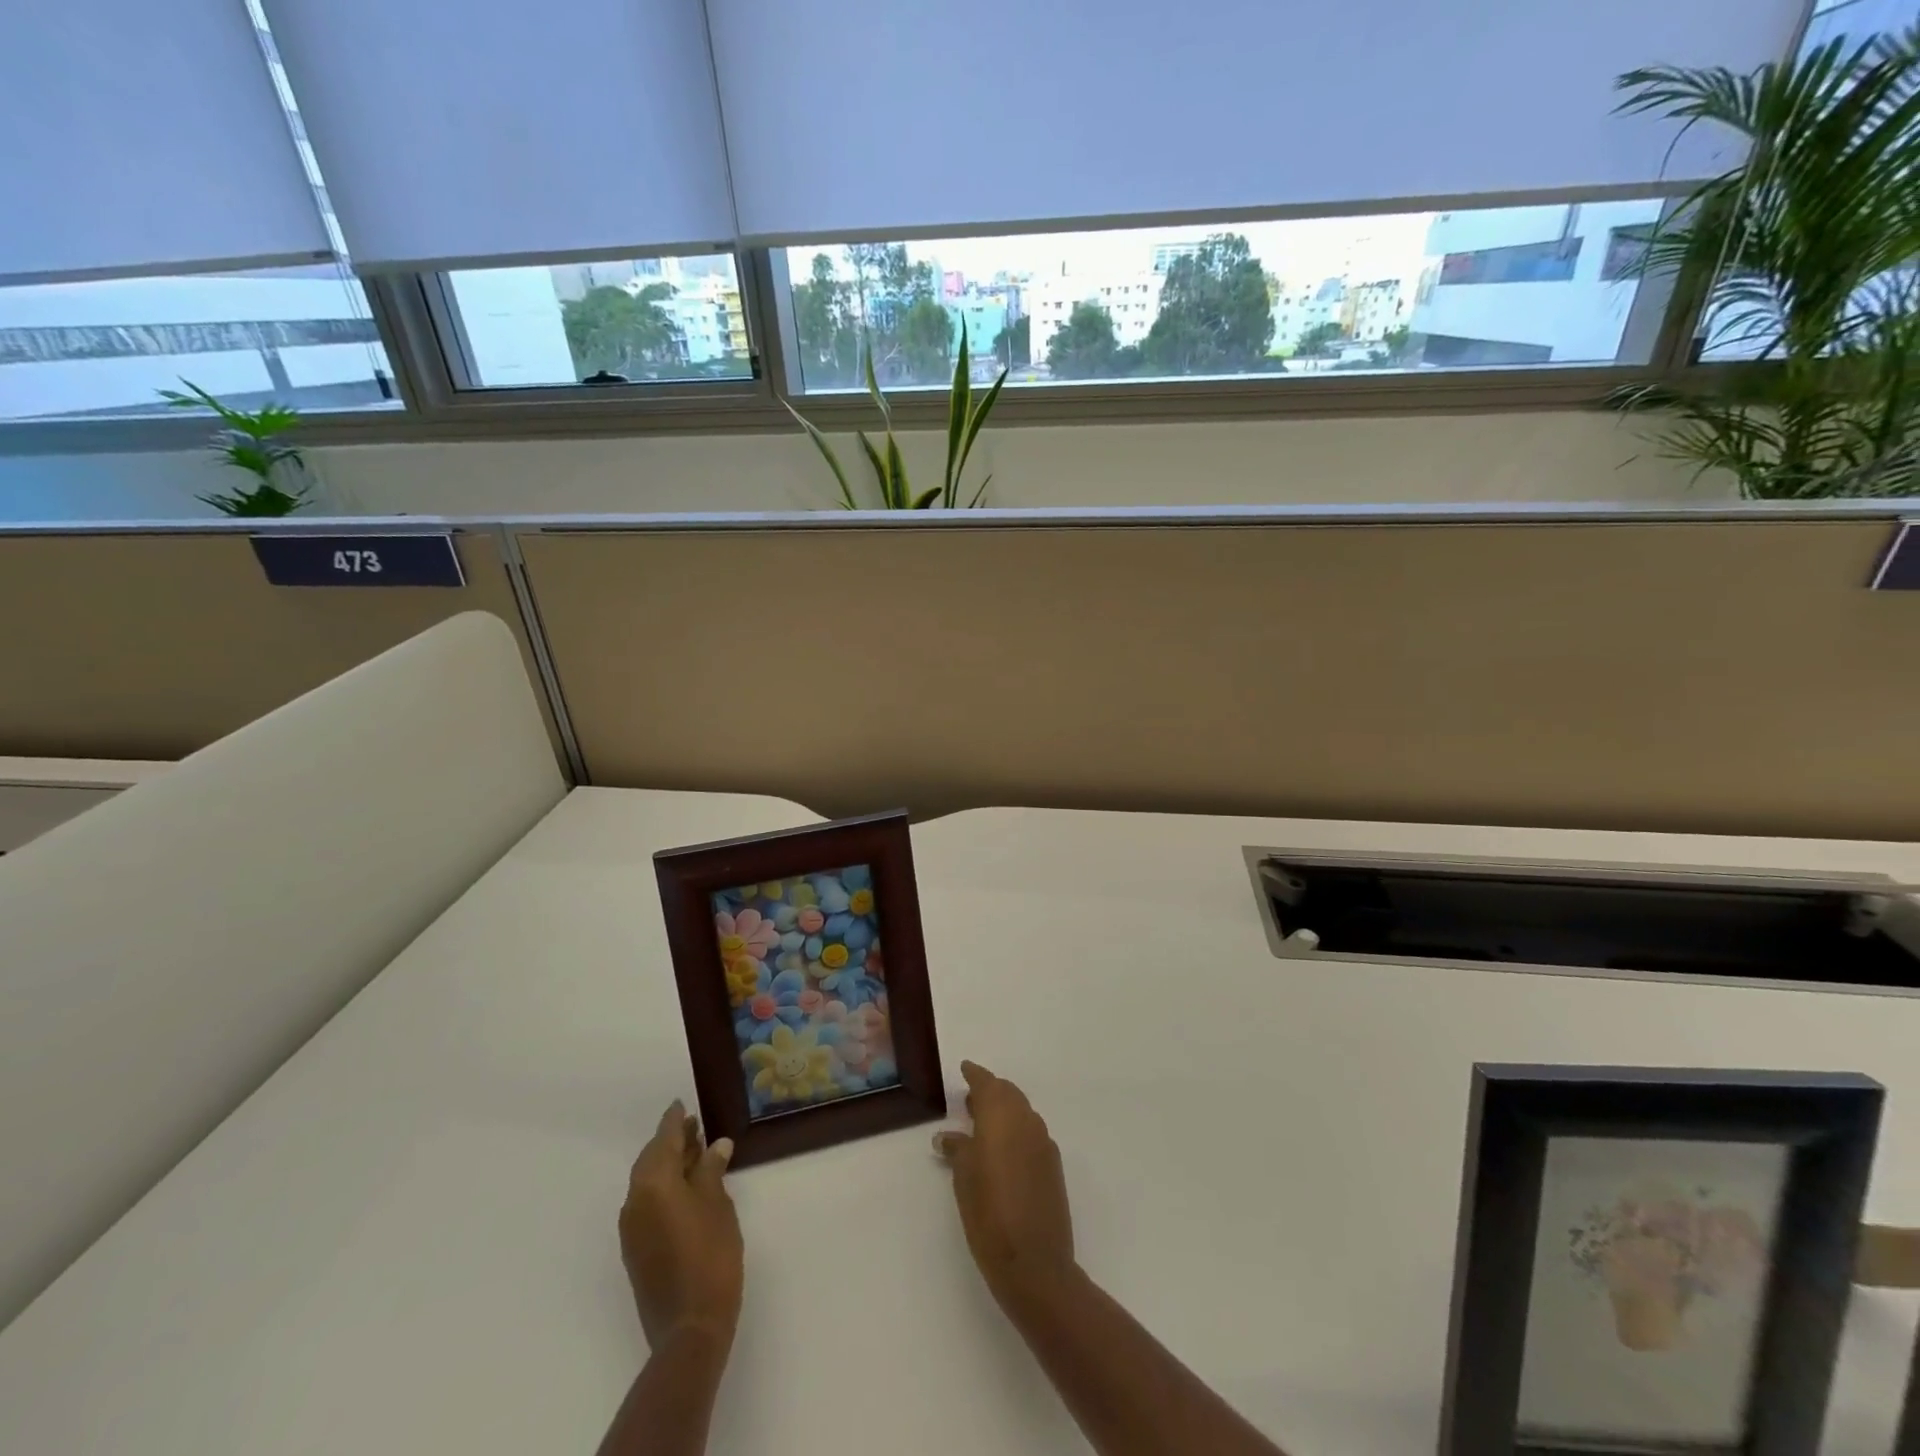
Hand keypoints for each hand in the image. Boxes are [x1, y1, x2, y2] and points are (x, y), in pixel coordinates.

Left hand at [619, 1102, 742, 1350]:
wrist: (689, 1327)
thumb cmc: (710, 1255)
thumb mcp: (718, 1204)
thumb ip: (711, 1171)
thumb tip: (714, 1146)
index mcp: (654, 1183)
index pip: (664, 1139)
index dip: (674, 1120)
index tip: (681, 1104)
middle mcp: (635, 1200)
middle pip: (652, 1159)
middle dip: (672, 1142)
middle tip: (696, 1127)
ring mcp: (632, 1228)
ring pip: (648, 1182)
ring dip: (669, 1165)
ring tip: (696, 1154)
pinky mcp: (636, 1249)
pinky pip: (647, 1202)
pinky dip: (665, 1187)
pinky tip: (687, 1188)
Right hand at [935, 1061, 1075, 1308]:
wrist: (1035, 1263)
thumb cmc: (989, 1214)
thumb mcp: (964, 1179)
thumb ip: (957, 1149)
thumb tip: (947, 1136)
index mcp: (1002, 1117)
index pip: (988, 1084)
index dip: (975, 1075)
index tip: (965, 1068)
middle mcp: (1026, 1121)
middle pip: (1008, 1094)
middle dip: (990, 1092)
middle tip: (970, 1100)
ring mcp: (1044, 1143)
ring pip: (1022, 1113)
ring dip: (1004, 1112)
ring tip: (983, 1124)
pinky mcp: (1053, 1166)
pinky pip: (1032, 1133)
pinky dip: (1016, 1131)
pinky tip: (1004, 1151)